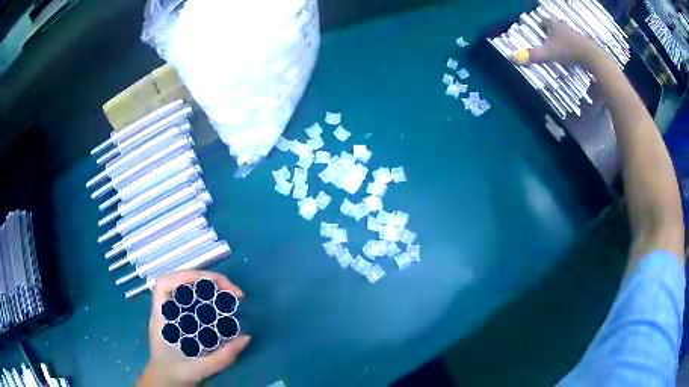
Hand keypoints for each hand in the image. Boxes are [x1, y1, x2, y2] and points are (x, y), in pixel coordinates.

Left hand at [138, 271, 250, 386]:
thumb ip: (222, 357)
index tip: (212, 285)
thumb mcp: (199, 369)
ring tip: (229, 293)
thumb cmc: (176, 373)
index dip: (185, 276)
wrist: (166, 381)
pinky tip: (220, 304)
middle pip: (180, 281)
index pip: (164, 284)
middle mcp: (165, 310)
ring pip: (187, 289)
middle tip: (231, 290)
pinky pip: (193, 300)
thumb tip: (246, 337)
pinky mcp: (181, 318)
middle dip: (206, 280)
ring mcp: (173, 312)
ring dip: (208, 286)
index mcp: (161, 318)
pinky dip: (207, 297)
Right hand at [511, 18, 602, 66]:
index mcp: (552, 24)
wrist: (590, 56)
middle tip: (549, 42)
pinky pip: (575, 42)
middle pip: (554, 26)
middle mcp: (563, 26)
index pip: (543, 21)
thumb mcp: (548, 54)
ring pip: (565, 34)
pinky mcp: (583, 43)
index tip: (539, 34)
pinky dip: (572, 47)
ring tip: (560, 50)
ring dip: (562, 40)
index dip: (540, 26)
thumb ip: (532, 56)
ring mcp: (574, 33)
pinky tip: (572, 55)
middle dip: (551, 32)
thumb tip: (511, 58)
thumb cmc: (568, 51)